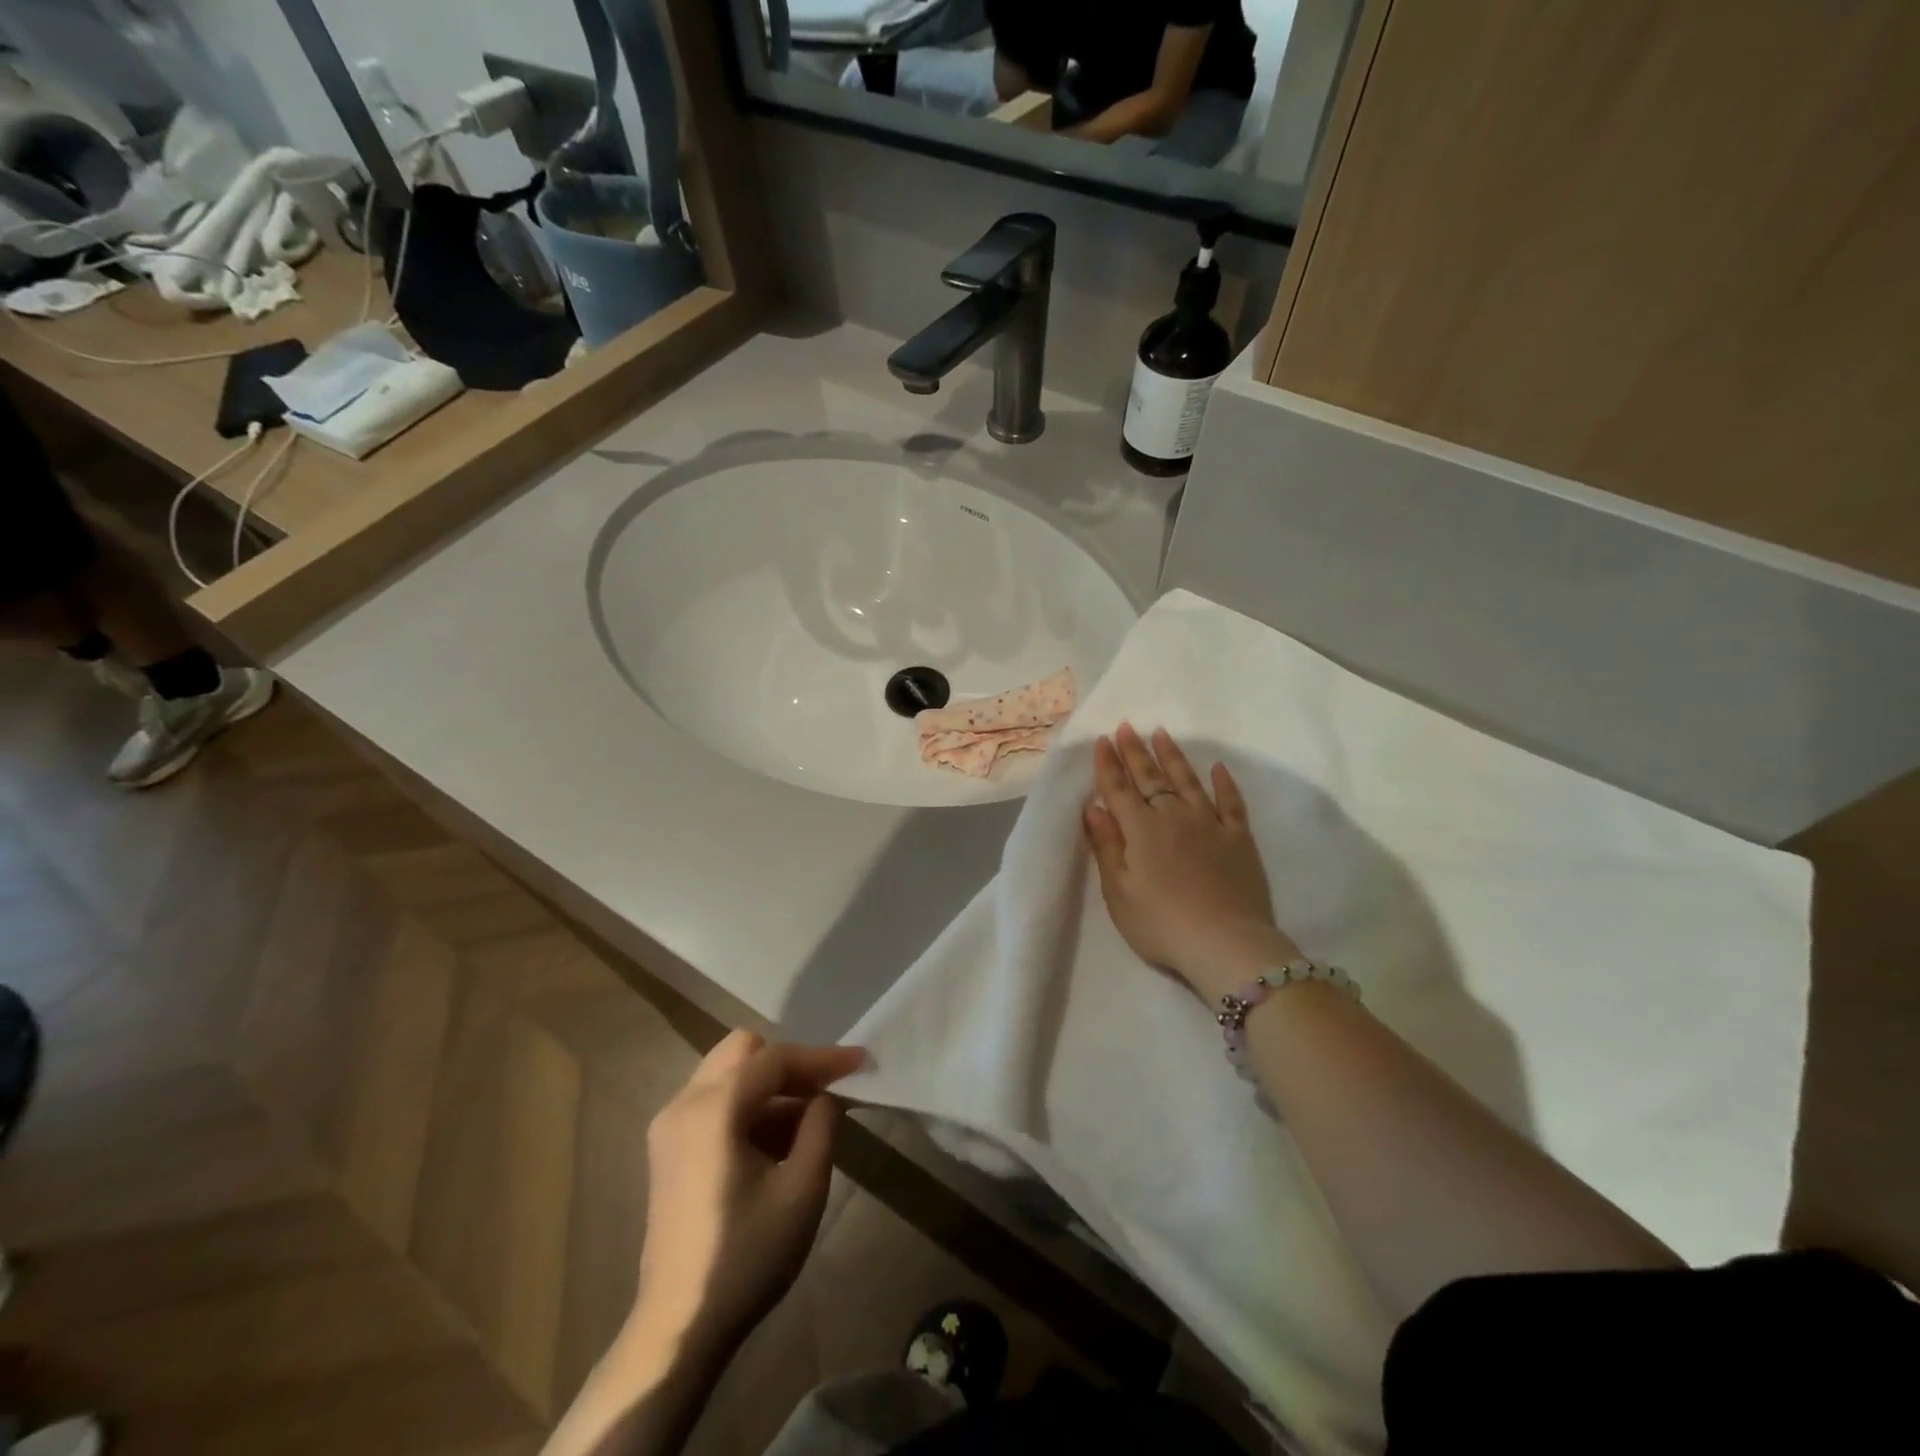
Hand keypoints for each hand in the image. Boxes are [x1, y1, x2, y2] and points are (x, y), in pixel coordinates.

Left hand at [636, 1031, 865, 1353]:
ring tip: (806, 1123)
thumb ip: (821, 1126)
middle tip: (825, 1091)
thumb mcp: (803, 1189)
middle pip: (744, 1051)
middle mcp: (683, 1104)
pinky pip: (715, 1101)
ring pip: (729, 1074)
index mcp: (713, 1108)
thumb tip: (824, 1096)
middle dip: (790, 1064)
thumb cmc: (746, 1257)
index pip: (776, 1058)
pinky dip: (748, 1106)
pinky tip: (774, 1143)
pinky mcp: (667, 1149)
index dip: (822, 1057)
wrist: (678, 1328)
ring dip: (770, 1086)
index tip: (861, 1061)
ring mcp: (669, 1126)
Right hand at [1084, 723, 1300, 1002]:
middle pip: (1150, 778)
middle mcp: (1173, 817)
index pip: (1118, 790)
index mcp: (1140, 830)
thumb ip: (1107, 846)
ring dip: (1172, 757)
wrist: (1225, 943)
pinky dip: (1224, 783)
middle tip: (1126, 727)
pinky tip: (1218, 768)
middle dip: (1135, 752)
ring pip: (1188, 781)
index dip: (1108, 765)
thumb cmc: (1161, 923)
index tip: (1102, 740)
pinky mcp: (1239, 839)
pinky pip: (1231, 802)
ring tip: (1162, 734)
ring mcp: (1209, 824)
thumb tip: (1093, 808)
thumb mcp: (1119, 892)